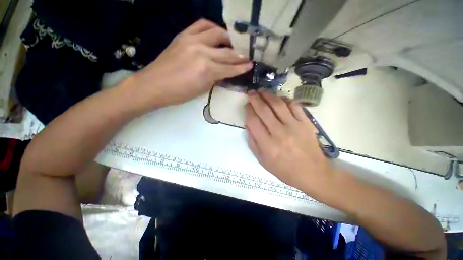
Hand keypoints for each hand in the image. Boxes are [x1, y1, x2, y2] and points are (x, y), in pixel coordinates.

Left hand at [133, 19, 252, 107]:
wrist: (154, 85)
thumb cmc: (179, 93)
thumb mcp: (202, 89)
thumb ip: (215, 78)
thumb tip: (224, 72)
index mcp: (207, 70)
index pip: (230, 68)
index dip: (241, 68)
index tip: (250, 65)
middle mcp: (202, 52)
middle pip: (227, 52)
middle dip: (239, 55)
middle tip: (247, 56)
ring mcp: (192, 40)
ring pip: (217, 34)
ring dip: (229, 38)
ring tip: (234, 43)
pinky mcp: (183, 35)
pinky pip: (201, 25)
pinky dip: (212, 27)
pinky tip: (217, 32)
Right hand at [245, 89, 332, 191]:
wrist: (312, 172)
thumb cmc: (284, 169)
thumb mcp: (262, 160)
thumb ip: (252, 141)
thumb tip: (248, 124)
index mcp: (267, 145)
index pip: (253, 121)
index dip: (248, 110)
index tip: (246, 105)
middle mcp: (279, 133)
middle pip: (264, 110)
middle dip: (255, 98)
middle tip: (251, 92)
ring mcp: (294, 126)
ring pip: (278, 104)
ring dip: (268, 95)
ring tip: (262, 90)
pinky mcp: (305, 123)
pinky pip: (294, 105)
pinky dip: (285, 99)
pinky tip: (279, 97)